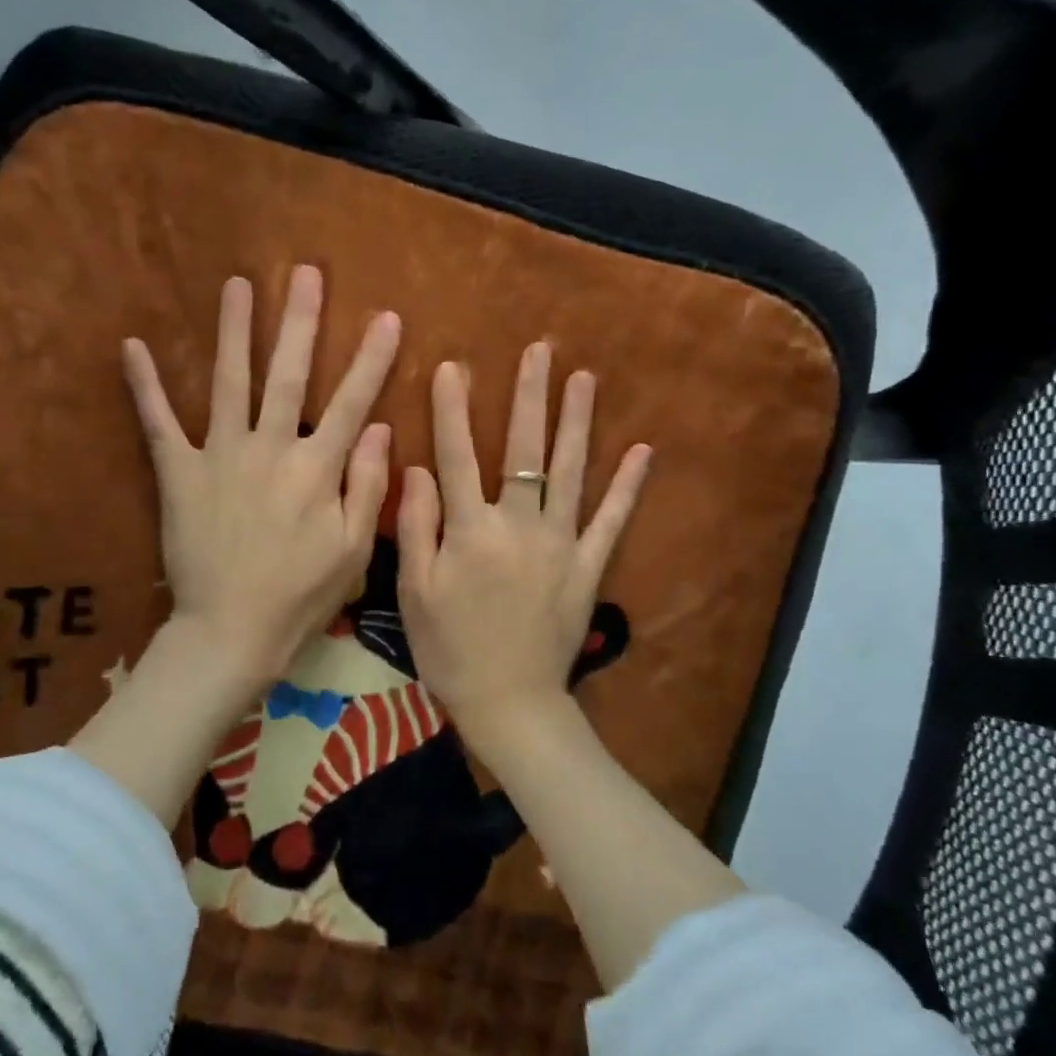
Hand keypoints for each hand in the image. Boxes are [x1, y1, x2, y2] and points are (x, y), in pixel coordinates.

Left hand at [124, 265, 399, 693]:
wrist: (231, 630)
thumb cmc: (300, 595)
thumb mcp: (353, 549)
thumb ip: (369, 485)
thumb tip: (381, 428)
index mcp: (316, 468)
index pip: (352, 402)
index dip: (371, 359)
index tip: (386, 317)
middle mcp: (270, 449)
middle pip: (288, 375)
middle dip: (300, 322)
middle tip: (306, 273)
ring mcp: (220, 455)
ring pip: (228, 382)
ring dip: (233, 331)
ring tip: (237, 284)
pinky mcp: (179, 472)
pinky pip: (158, 423)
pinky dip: (144, 385)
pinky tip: (132, 345)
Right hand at [397, 342, 649, 757]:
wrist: (510, 703)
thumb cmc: (451, 649)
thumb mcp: (414, 592)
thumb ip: (416, 526)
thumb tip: (418, 468)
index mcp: (470, 531)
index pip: (457, 456)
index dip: (452, 410)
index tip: (452, 366)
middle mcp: (518, 525)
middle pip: (523, 450)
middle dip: (529, 397)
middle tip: (538, 351)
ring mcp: (560, 544)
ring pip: (569, 472)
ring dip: (577, 422)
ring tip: (583, 378)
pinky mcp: (588, 566)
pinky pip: (611, 520)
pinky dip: (627, 486)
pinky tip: (641, 451)